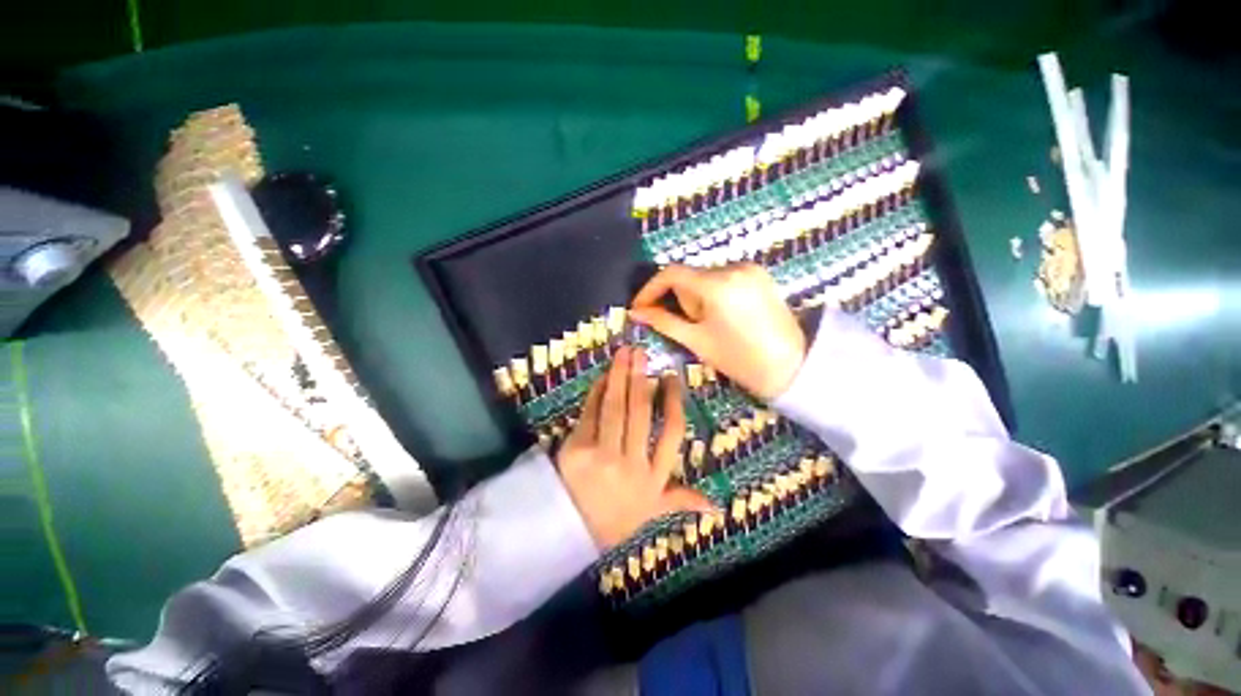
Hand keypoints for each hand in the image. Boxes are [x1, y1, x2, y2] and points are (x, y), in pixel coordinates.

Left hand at [556, 346, 713, 549]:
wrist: (570, 533)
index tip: (672, 377)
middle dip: (642, 379)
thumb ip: (682, 500)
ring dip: (620, 377)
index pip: (672, 433)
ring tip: (624, 353)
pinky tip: (603, 377)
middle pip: (640, 414)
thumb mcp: (653, 511)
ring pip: (615, 408)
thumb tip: (716, 506)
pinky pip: (590, 413)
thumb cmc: (616, 517)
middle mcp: (632, 465)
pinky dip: (597, 392)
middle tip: (643, 353)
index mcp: (655, 478)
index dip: (674, 402)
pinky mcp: (577, 449)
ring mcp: (603, 456)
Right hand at [628, 264, 806, 400]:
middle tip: (683, 324)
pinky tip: (722, 315)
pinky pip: (723, 277)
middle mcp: (733, 267)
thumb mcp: (696, 340)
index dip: (650, 289)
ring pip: (705, 276)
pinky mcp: (759, 273)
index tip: (640, 308)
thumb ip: (663, 322)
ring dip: (695, 296)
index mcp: (717, 285)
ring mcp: (749, 268)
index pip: (671, 273)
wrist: (790, 365)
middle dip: (678, 298)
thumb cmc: (739, 359)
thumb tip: (636, 312)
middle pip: (689, 275)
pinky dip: (712, 292)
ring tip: (706, 323)